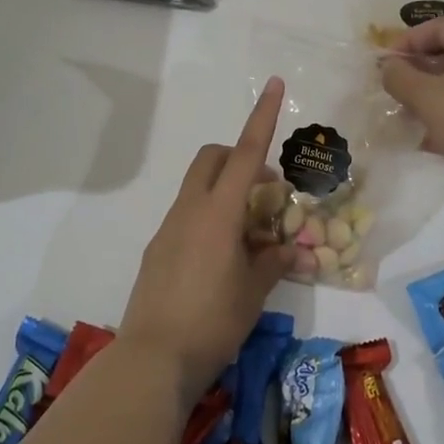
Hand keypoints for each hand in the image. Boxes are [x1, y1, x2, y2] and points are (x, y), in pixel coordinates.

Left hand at [118, 77, 294, 398]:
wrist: (153, 358)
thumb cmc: (213, 321)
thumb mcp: (254, 292)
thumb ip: (273, 262)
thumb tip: (291, 250)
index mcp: (218, 212)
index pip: (246, 153)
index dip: (263, 117)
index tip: (274, 84)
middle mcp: (190, 210)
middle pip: (212, 159)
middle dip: (239, 157)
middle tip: (265, 191)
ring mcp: (168, 229)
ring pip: (197, 187)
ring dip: (224, 191)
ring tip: (248, 234)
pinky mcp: (157, 251)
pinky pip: (186, 216)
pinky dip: (208, 217)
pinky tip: (221, 259)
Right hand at [380, 17, 443, 228]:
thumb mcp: (430, 99)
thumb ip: (402, 77)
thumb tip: (389, 67)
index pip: (442, 27)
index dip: (408, 41)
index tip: (383, 65)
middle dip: (420, 69)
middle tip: (394, 89)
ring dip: (434, 95)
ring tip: (408, 115)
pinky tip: (431, 140)